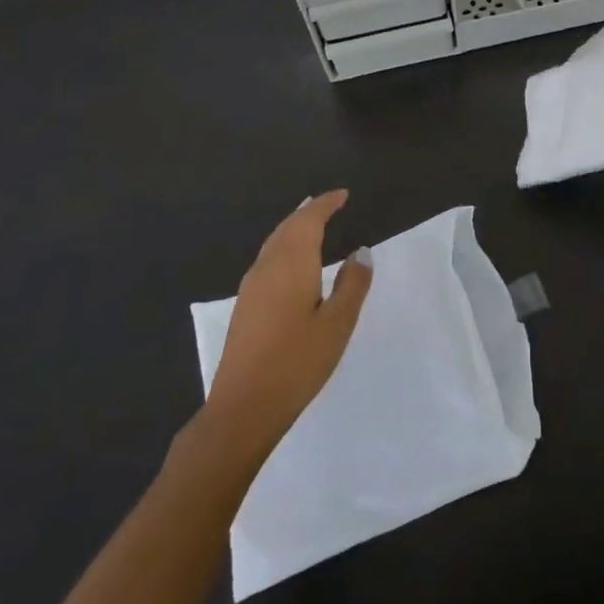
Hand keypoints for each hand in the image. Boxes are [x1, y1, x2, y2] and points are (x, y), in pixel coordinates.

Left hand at [201, 191, 371, 450]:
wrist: (243, 408)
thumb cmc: (297, 363)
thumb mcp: (337, 323)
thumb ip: (352, 284)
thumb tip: (361, 251)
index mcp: (291, 263)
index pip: (308, 220)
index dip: (325, 203)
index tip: (343, 195)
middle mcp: (267, 267)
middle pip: (287, 227)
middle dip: (308, 212)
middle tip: (328, 204)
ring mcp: (251, 287)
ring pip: (274, 243)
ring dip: (294, 228)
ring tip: (312, 224)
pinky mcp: (245, 306)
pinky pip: (267, 260)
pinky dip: (284, 247)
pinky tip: (292, 263)